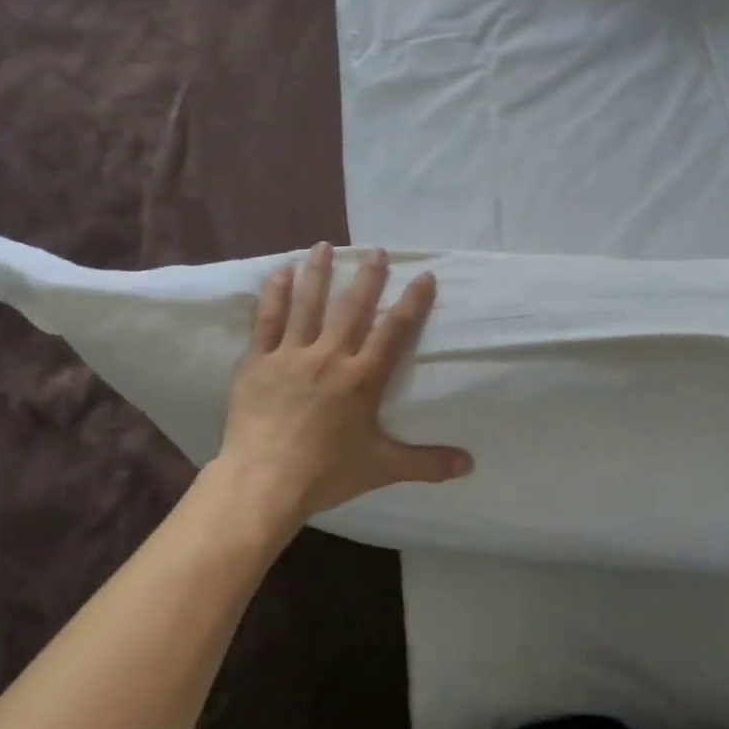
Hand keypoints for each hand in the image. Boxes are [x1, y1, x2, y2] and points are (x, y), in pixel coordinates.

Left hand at [217, 243, 472, 523]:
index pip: (393, 332)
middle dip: (367, 277)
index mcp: (361, 379)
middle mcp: (329, 357)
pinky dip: (274, 295)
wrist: (264, 482)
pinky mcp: (258, 363)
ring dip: (317, 273)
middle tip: (377, 251)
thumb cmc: (326, 473)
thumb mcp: (383, 467)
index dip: (412, 303)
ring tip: (324, 246)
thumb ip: (427, 463)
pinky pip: (267, 322)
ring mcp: (290, 356)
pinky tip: (279, 272)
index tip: (424, 276)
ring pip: (307, 305)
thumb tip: (470, 464)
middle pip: (352, 308)